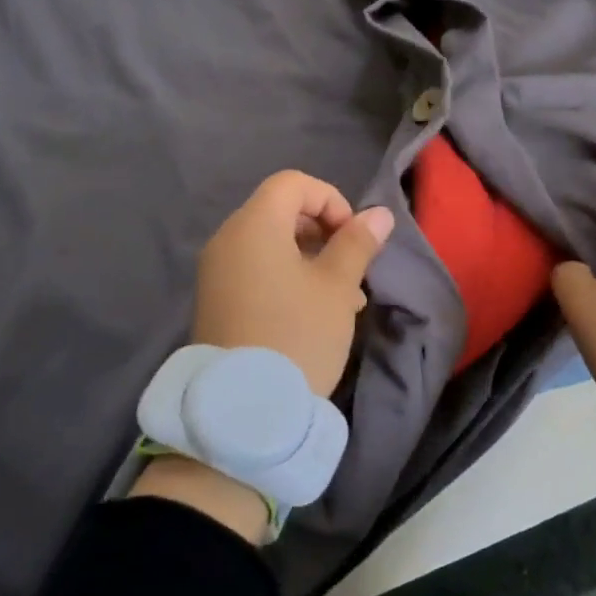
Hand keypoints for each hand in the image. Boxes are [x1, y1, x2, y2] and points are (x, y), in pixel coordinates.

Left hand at [192, 170, 394, 397]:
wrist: (243, 411)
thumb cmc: (298, 335)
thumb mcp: (337, 287)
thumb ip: (357, 243)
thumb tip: (379, 214)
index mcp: (254, 226)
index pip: (293, 184)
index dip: (331, 200)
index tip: (352, 238)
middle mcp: (227, 240)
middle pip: (280, 211)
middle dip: (323, 231)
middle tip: (349, 267)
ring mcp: (217, 273)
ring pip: (271, 245)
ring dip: (309, 258)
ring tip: (341, 297)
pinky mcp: (216, 301)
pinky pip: (256, 270)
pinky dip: (286, 277)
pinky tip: (314, 312)